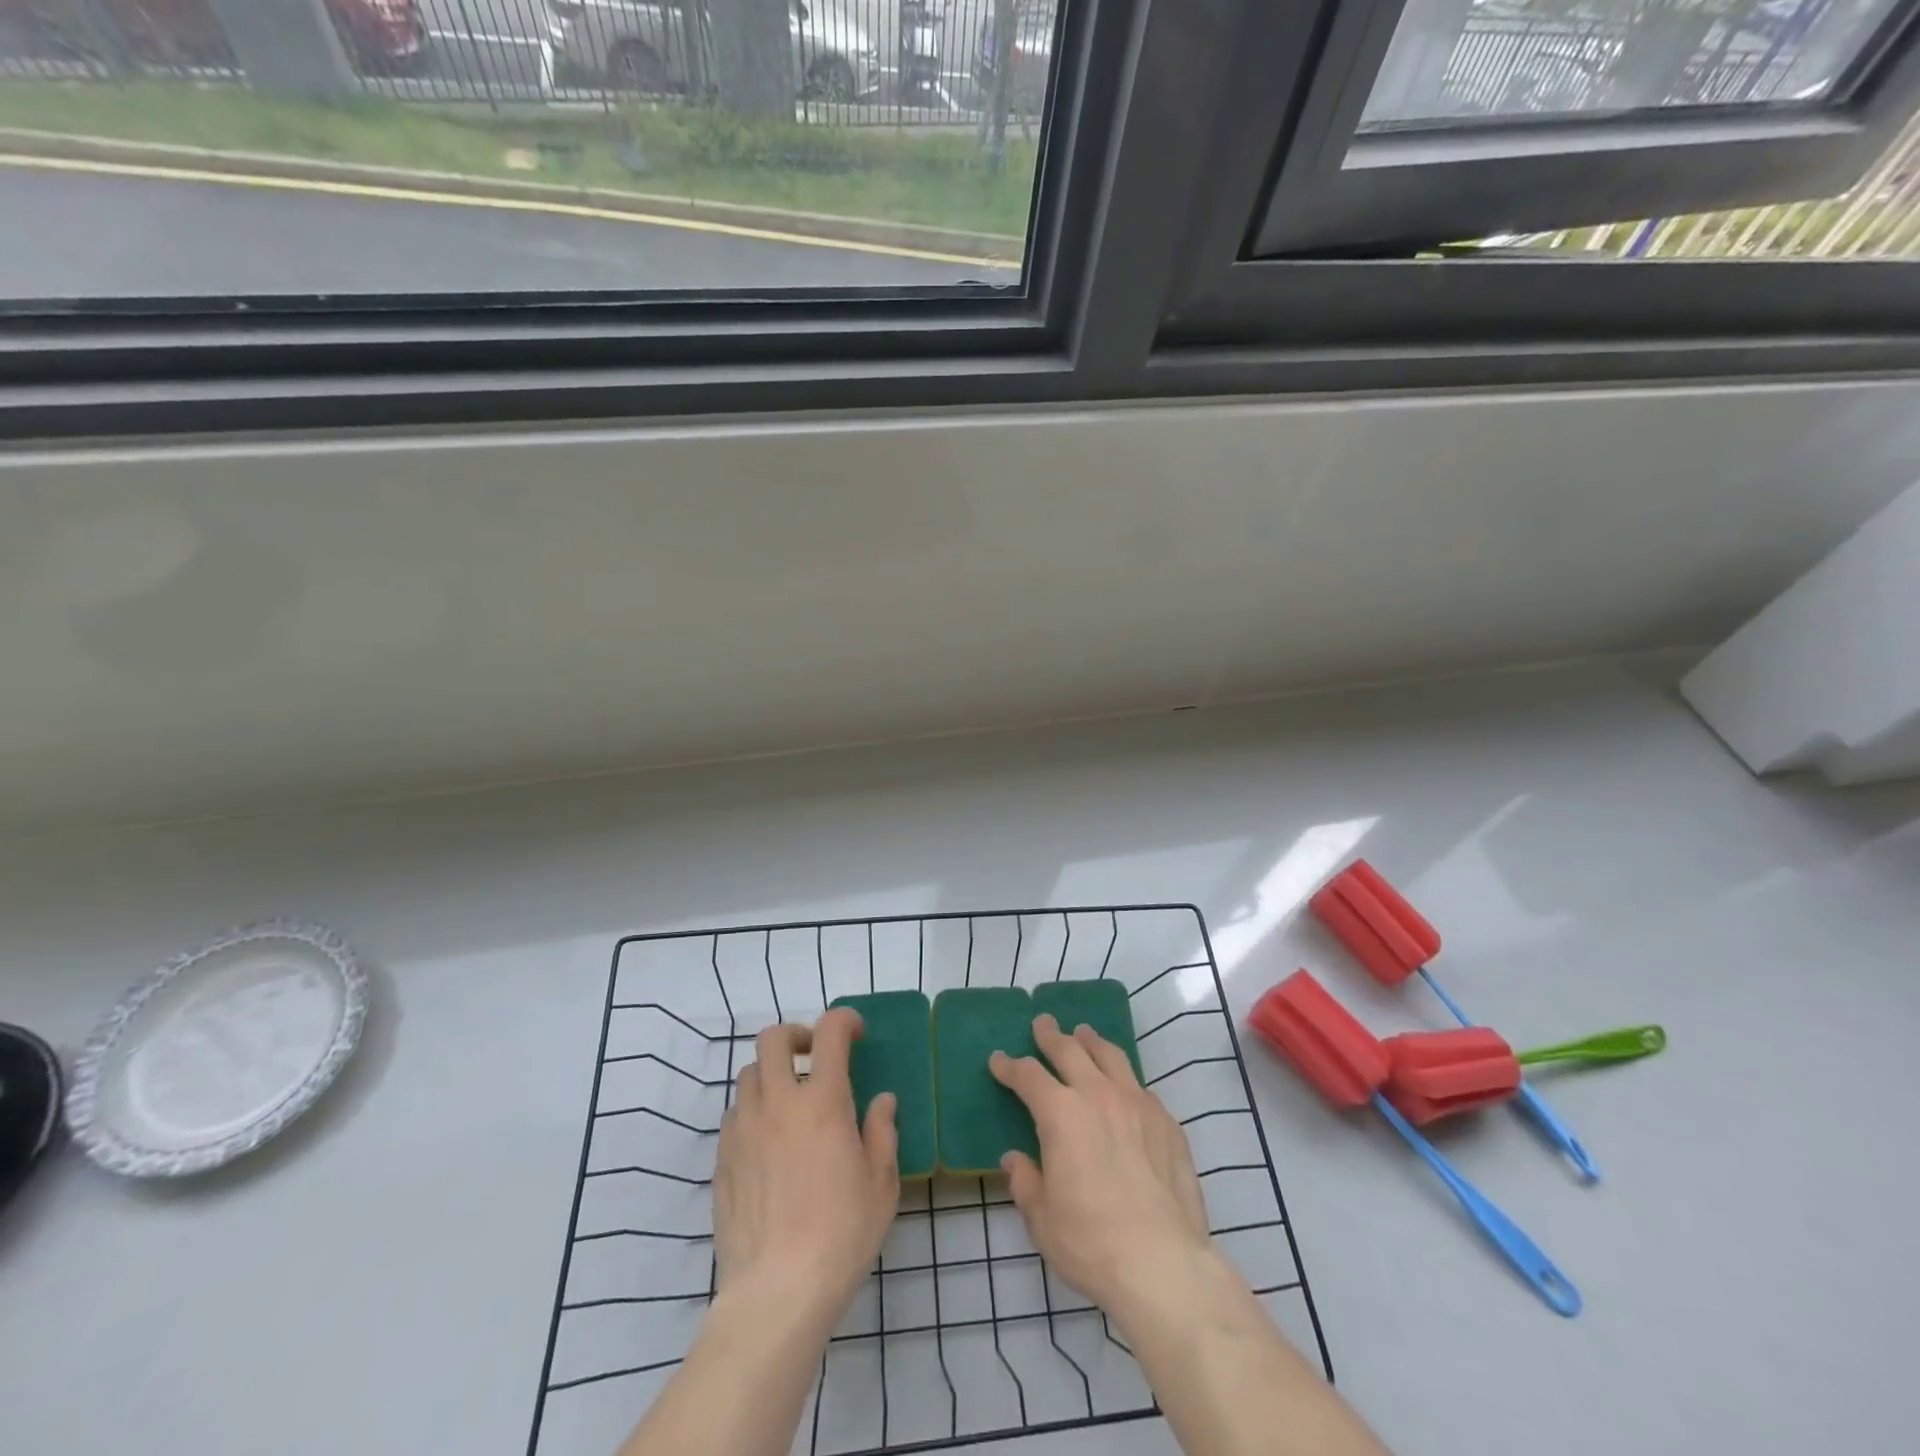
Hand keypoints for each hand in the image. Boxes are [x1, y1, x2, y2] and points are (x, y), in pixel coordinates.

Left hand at [713, 1009, 898, 1324]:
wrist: (777, 1292)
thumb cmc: (841, 1234)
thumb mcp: (881, 1184)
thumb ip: (882, 1132)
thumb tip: (882, 1101)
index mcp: (822, 1101)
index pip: (830, 1032)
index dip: (844, 1020)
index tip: (855, 1033)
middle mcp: (778, 1103)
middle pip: (773, 1039)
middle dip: (795, 1036)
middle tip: (813, 1058)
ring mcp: (744, 1130)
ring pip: (749, 1075)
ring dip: (771, 1074)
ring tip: (789, 1103)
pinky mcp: (722, 1160)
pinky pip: (734, 1115)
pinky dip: (752, 1112)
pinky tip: (767, 1144)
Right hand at [989, 1014, 1212, 1320]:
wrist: (1163, 1263)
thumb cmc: (1091, 1242)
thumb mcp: (1042, 1219)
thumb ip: (1025, 1182)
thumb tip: (1015, 1160)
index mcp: (1061, 1113)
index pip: (1028, 1076)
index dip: (1010, 1066)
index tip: (998, 1060)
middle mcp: (1098, 1095)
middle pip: (1070, 1050)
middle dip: (1051, 1036)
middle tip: (1043, 1024)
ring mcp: (1137, 1104)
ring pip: (1111, 1056)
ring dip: (1092, 1042)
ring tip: (1084, 1035)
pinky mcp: (1167, 1122)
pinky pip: (1140, 1088)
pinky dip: (1125, 1080)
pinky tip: (1124, 1091)